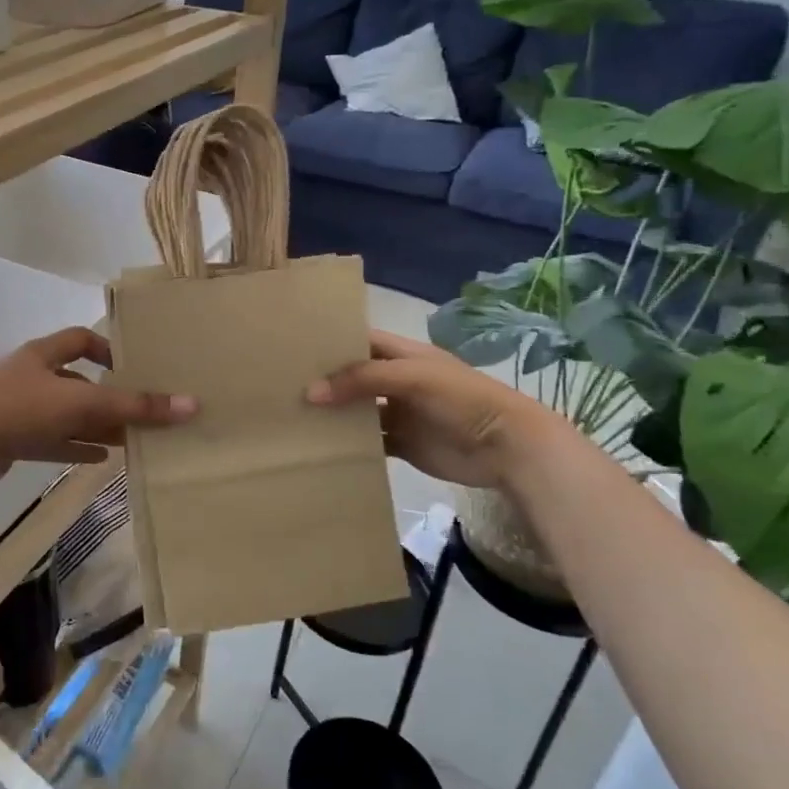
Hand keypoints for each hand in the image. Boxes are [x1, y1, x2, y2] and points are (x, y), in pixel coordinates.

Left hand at [0, 328, 196, 482]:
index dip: (107, 349)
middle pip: (79, 382)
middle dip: (109, 398)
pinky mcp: (13, 437)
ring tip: (130, 439)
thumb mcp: (83, 404)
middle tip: (140, 413)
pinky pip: (53, 440)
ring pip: (67, 414)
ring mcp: (20, 408)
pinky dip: (76, 446)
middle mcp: (33, 376)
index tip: (132, 368)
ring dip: (96, 425)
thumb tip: (191, 405)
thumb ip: (134, 406)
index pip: (81, 339)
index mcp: (44, 354)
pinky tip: (101, 458)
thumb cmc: (23, 408)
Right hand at [306, 329, 565, 488]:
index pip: (360, 340)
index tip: (293, 345)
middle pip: (354, 376)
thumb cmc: (460, 399)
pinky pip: (369, 441)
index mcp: (403, 355)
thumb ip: (361, 380)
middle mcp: (397, 381)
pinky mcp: (402, 444)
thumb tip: (311, 392)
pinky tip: (320, 445)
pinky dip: (348, 443)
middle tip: (282, 383)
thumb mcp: (410, 377)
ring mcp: (399, 413)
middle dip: (325, 379)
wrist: (506, 447)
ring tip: (291, 414)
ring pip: (358, 410)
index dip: (332, 341)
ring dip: (333, 413)